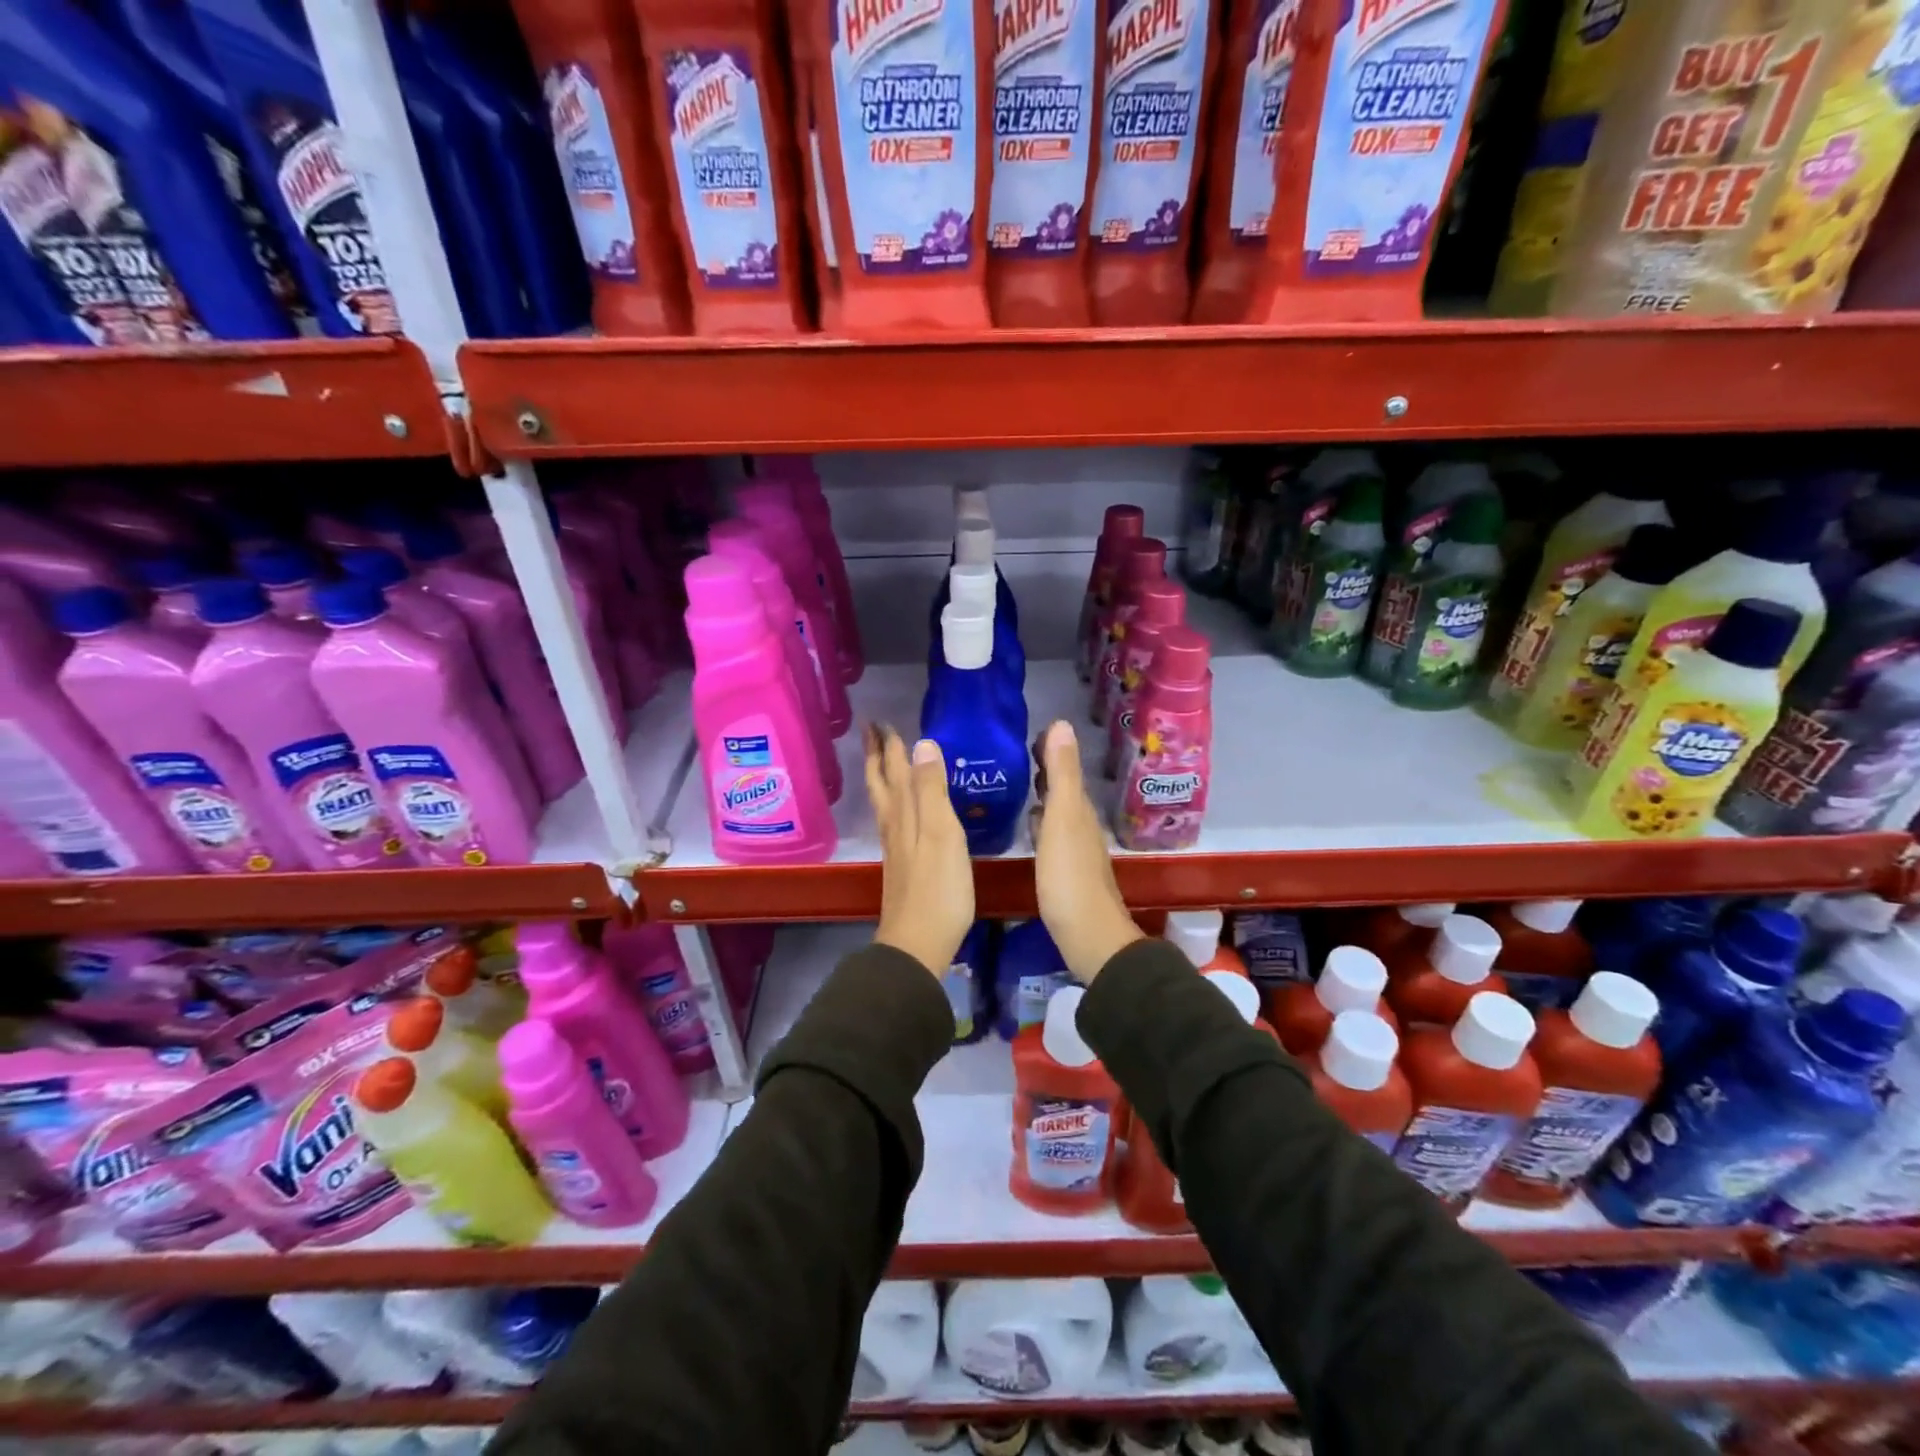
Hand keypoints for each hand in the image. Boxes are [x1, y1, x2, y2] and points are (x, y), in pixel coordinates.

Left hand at [866, 724, 973, 977]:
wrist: (918, 942)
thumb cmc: (938, 888)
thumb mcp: (941, 833)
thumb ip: (932, 790)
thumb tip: (922, 743)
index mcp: (904, 814)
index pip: (894, 770)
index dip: (889, 746)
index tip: (881, 721)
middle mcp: (894, 826)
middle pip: (881, 784)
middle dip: (877, 757)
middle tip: (872, 731)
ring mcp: (896, 848)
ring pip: (884, 803)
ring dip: (881, 777)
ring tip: (881, 761)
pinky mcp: (903, 866)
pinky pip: (893, 821)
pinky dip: (893, 804)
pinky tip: (899, 811)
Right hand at [1031, 720, 1141, 983]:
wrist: (1089, 937)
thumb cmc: (1070, 878)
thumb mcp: (1063, 820)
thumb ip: (1062, 775)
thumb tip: (1062, 724)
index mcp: (1078, 810)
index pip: (1065, 769)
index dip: (1051, 749)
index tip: (1030, 732)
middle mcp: (1080, 826)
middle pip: (1063, 789)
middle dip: (1045, 769)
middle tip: (1018, 753)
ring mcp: (1074, 850)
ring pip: (1058, 811)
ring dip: (1042, 795)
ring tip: (1019, 783)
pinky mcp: (1065, 872)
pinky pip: (1051, 834)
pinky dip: (1040, 821)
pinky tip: (1028, 826)